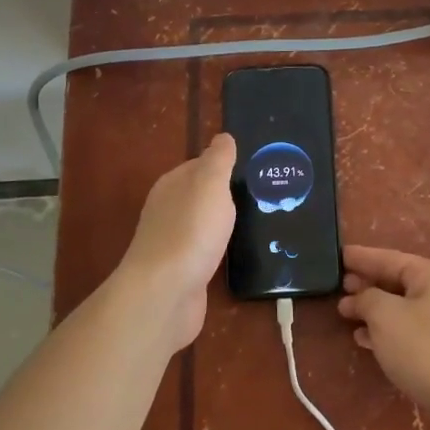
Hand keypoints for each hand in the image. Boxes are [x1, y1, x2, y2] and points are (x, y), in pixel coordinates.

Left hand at [115, 133, 236, 353]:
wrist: (165, 292)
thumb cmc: (190, 231)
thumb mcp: (210, 184)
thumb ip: (218, 160)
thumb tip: (223, 137)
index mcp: (172, 185)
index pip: (198, 165)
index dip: (223, 165)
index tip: (254, 169)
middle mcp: (168, 211)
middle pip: (200, 196)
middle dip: (226, 195)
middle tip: (264, 195)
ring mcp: (174, 243)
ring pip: (203, 225)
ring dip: (224, 224)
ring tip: (258, 223)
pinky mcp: (182, 272)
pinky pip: (205, 252)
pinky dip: (220, 250)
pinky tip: (238, 253)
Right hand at [337, 245, 429, 422]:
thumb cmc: (424, 348)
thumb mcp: (385, 315)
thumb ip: (366, 298)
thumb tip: (357, 298)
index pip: (390, 258)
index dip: (362, 257)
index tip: (338, 255)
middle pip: (399, 282)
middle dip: (368, 284)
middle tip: (339, 286)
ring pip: (403, 308)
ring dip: (374, 310)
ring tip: (346, 313)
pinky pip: (411, 330)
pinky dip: (388, 330)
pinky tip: (366, 339)